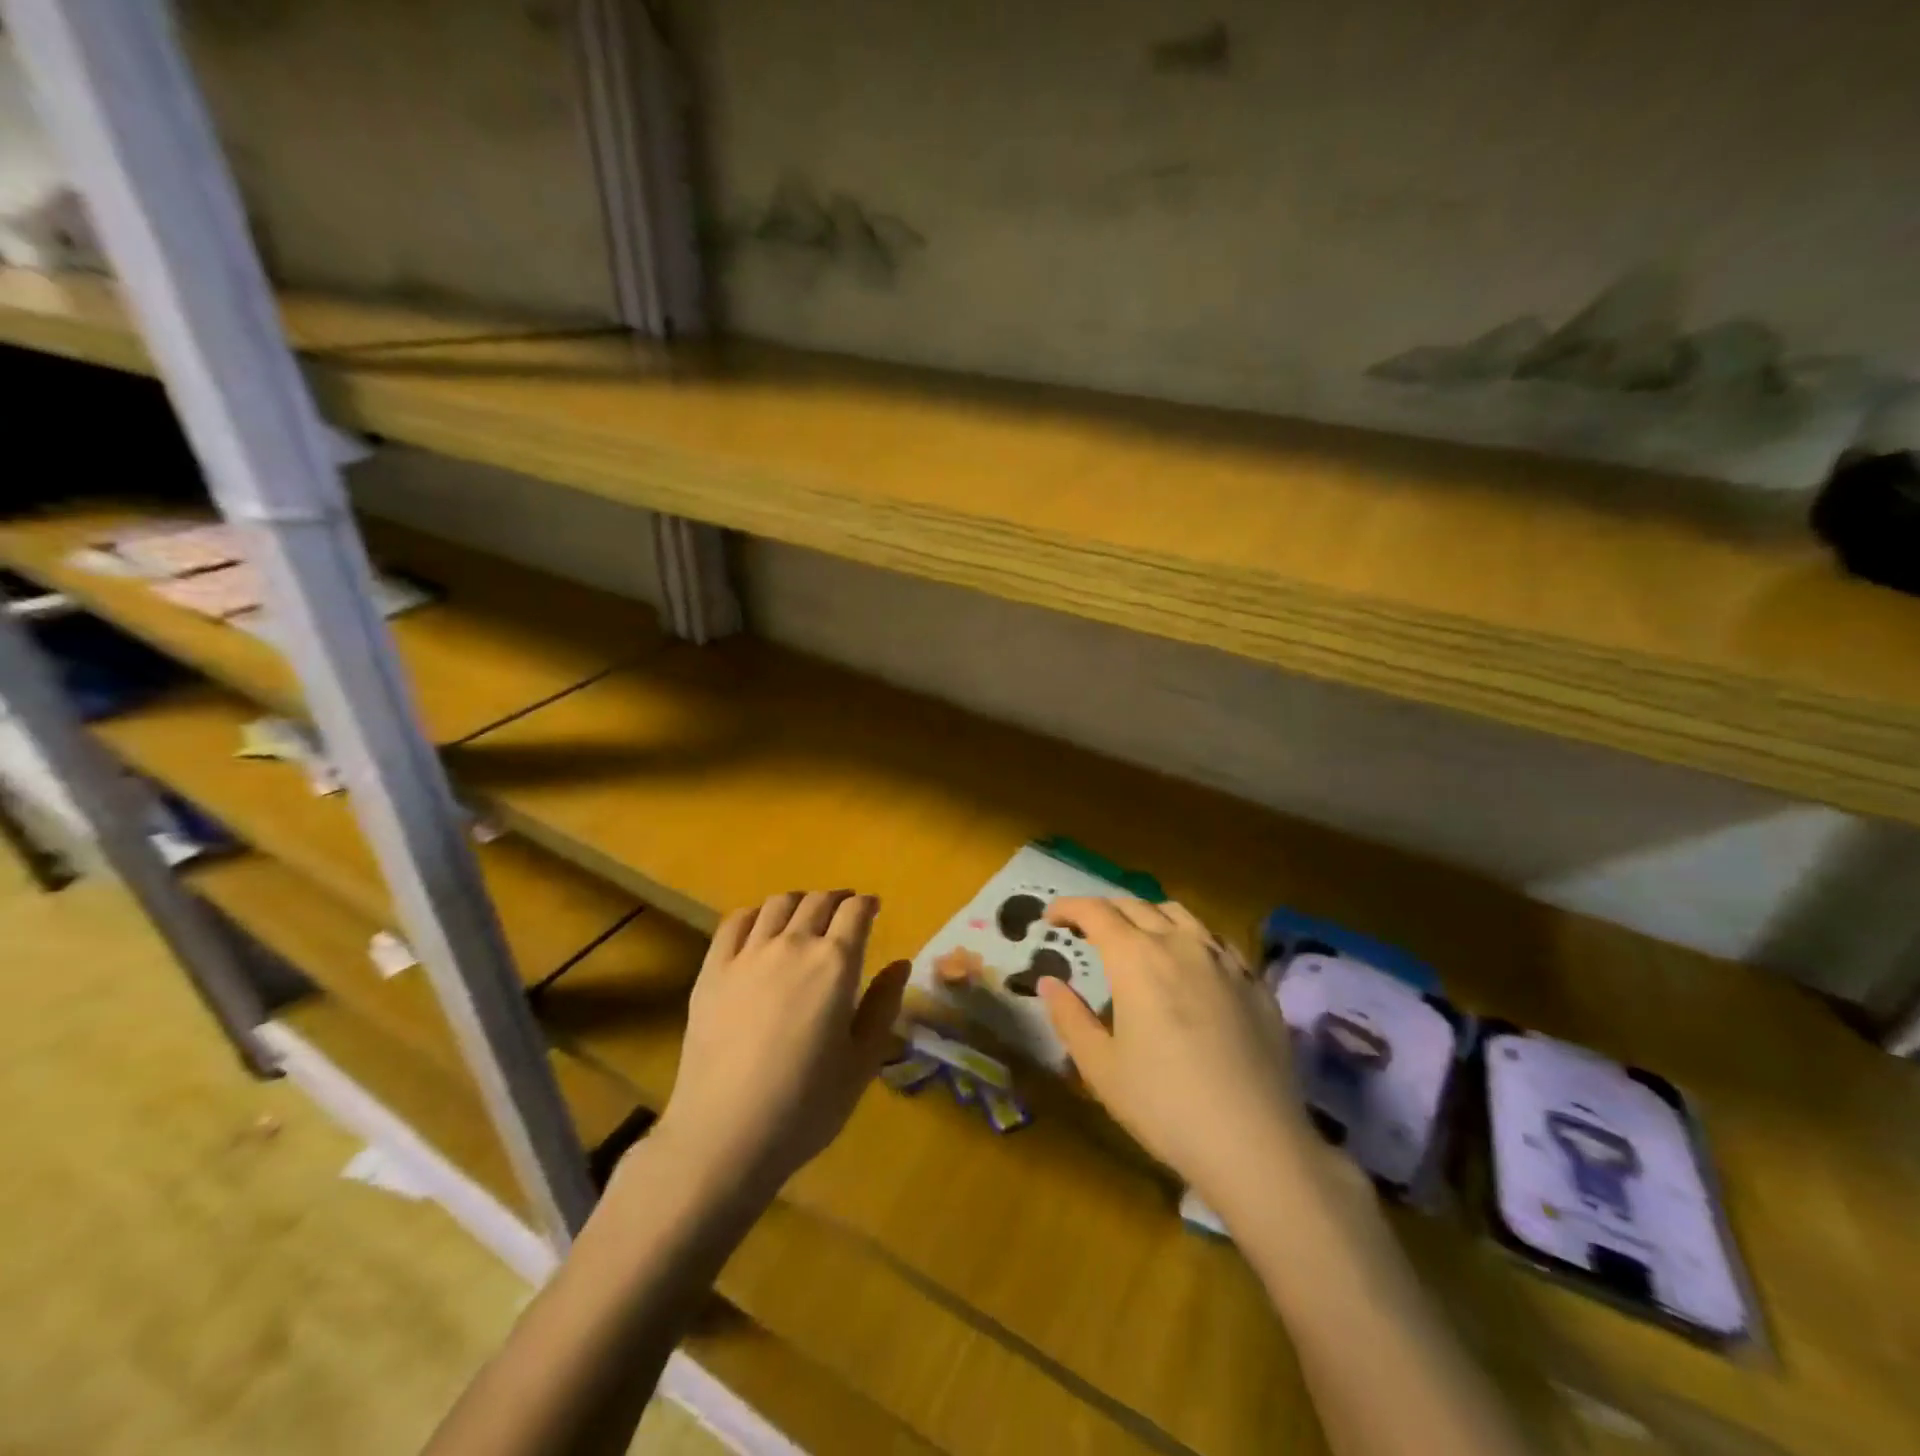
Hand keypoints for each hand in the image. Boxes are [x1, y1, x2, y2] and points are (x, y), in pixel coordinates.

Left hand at [655, 891, 907, 1196]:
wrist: (724, 1136)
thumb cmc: (805, 1106)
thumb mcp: (862, 1062)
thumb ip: (883, 1006)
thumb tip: (900, 963)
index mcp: (835, 964)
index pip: (855, 912)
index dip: (867, 905)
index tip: (873, 909)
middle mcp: (792, 945)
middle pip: (818, 901)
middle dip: (837, 900)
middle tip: (844, 913)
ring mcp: (748, 954)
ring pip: (777, 904)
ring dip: (799, 902)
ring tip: (805, 917)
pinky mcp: (712, 970)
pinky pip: (735, 923)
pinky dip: (755, 914)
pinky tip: (760, 927)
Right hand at [1039, 897, 1311, 1213]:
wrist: (1256, 1143)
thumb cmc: (1165, 1105)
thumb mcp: (1100, 1068)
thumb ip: (1070, 1017)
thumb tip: (1049, 982)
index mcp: (1136, 958)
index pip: (1095, 911)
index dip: (1069, 907)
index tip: (1051, 917)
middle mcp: (1180, 944)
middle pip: (1136, 906)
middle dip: (1105, 909)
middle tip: (1087, 928)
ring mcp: (1224, 959)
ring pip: (1180, 915)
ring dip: (1148, 915)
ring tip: (1138, 937)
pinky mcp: (1255, 982)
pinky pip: (1216, 941)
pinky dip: (1190, 938)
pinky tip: (1190, 964)